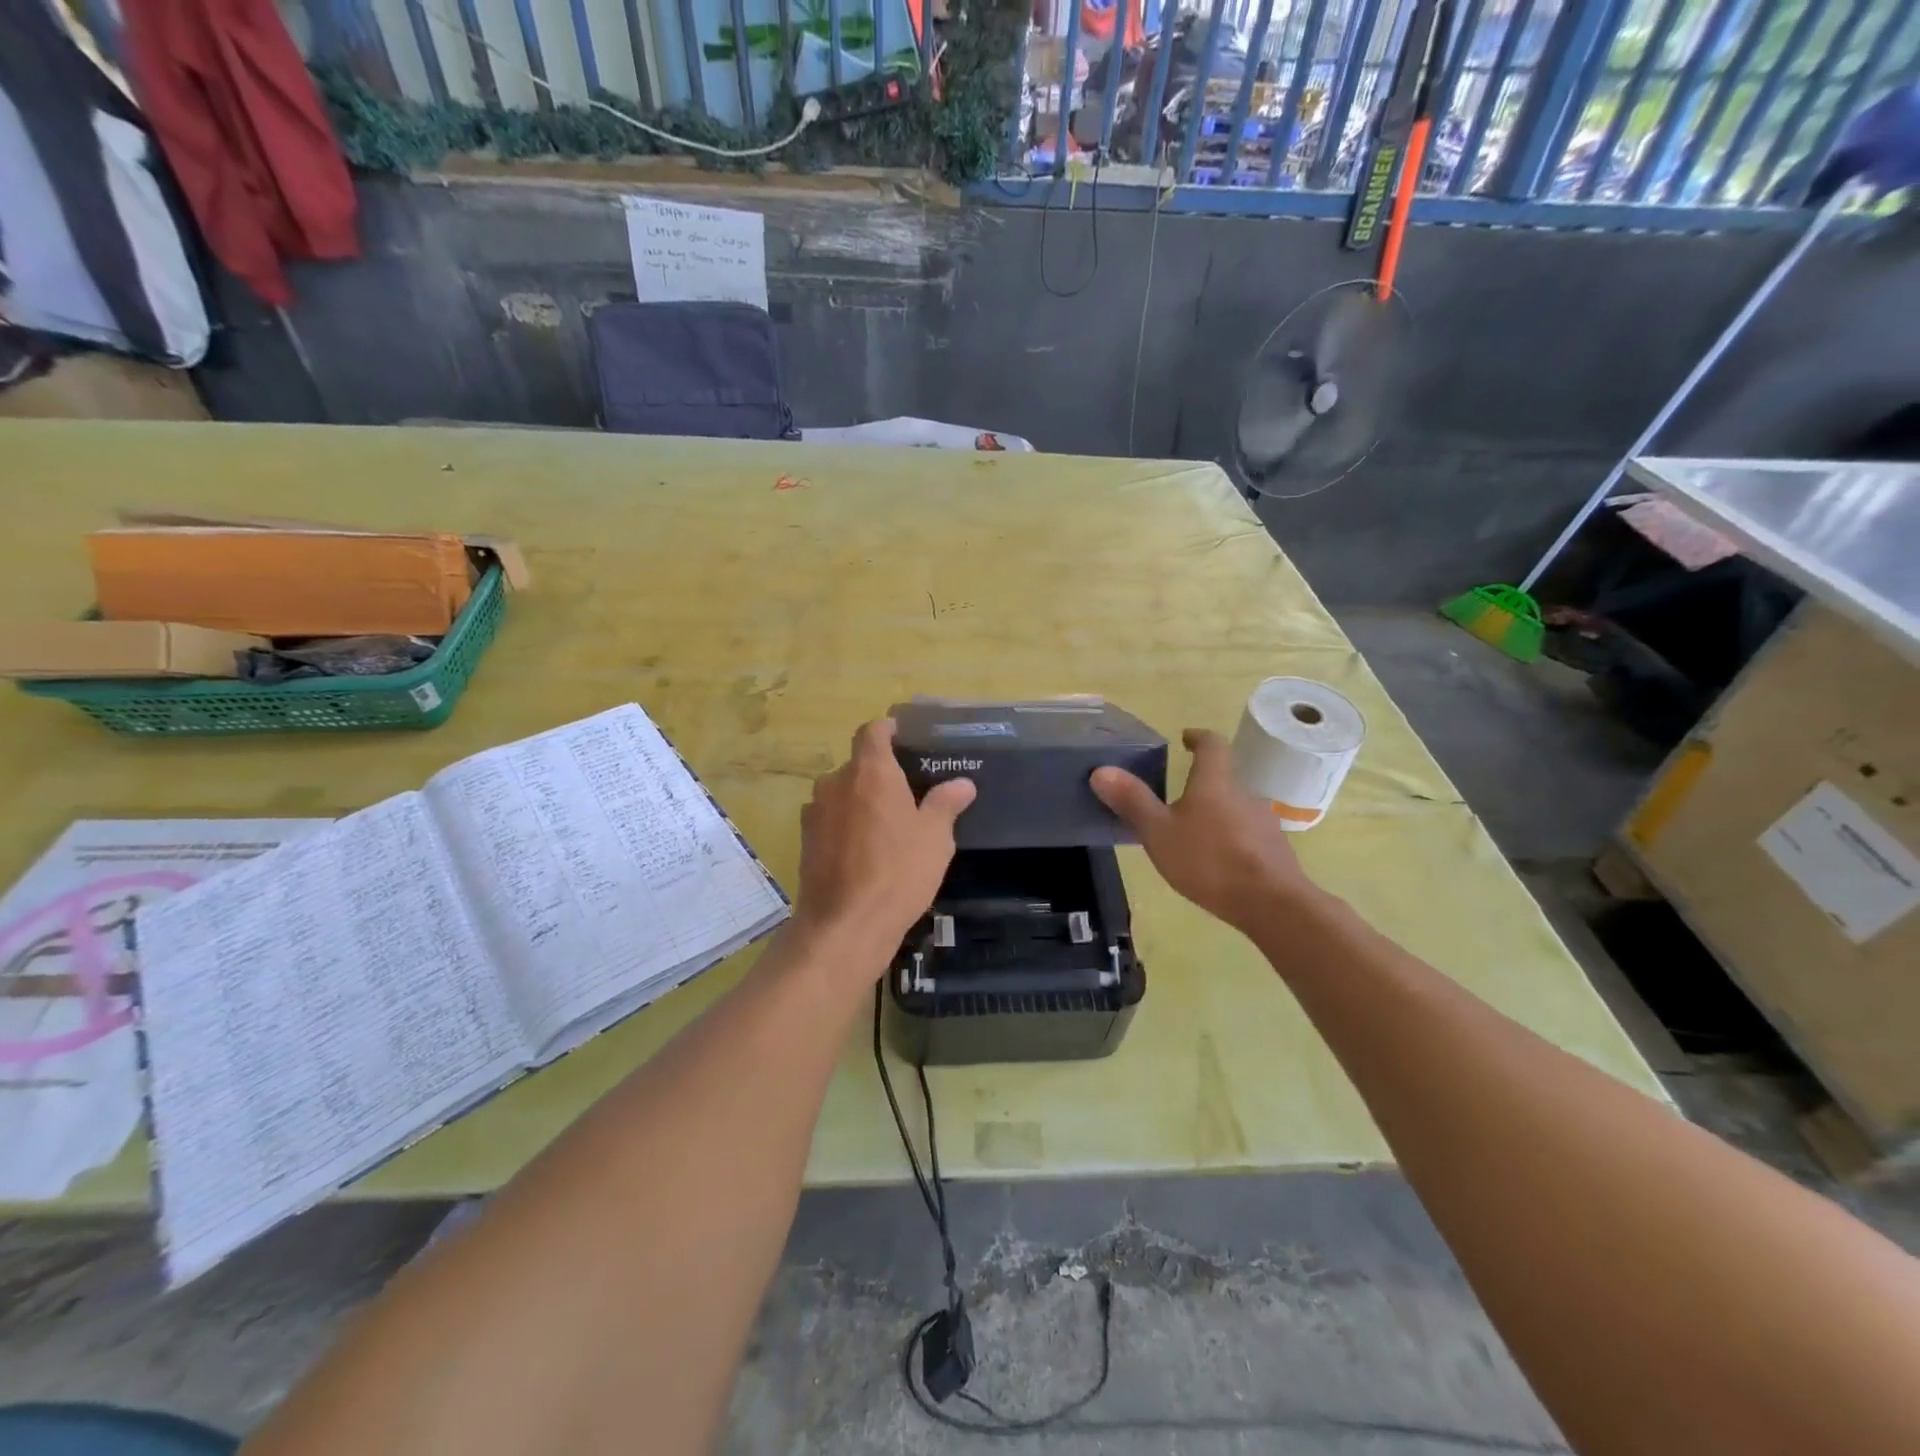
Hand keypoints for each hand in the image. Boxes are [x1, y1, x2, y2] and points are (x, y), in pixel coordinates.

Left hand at [795, 719, 975, 961]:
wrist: (845, 925)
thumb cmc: (898, 872)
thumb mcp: (935, 838)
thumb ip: (946, 803)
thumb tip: (962, 783)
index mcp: (870, 772)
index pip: (873, 731)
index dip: (889, 730)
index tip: (905, 738)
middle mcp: (836, 782)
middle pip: (857, 764)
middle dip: (880, 773)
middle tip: (908, 792)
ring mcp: (815, 812)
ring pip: (841, 792)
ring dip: (861, 800)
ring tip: (887, 823)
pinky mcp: (805, 840)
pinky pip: (830, 819)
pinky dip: (846, 824)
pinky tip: (865, 850)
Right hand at [1091, 728, 1320, 935]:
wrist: (1272, 904)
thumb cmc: (1209, 860)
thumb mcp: (1159, 832)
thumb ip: (1132, 801)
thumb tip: (1101, 770)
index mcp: (1215, 781)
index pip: (1212, 744)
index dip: (1198, 737)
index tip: (1185, 738)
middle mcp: (1243, 793)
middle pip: (1223, 777)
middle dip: (1200, 783)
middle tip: (1174, 796)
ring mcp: (1262, 822)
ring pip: (1234, 807)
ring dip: (1214, 813)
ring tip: (1189, 833)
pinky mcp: (1273, 850)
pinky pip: (1246, 834)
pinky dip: (1228, 838)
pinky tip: (1214, 861)